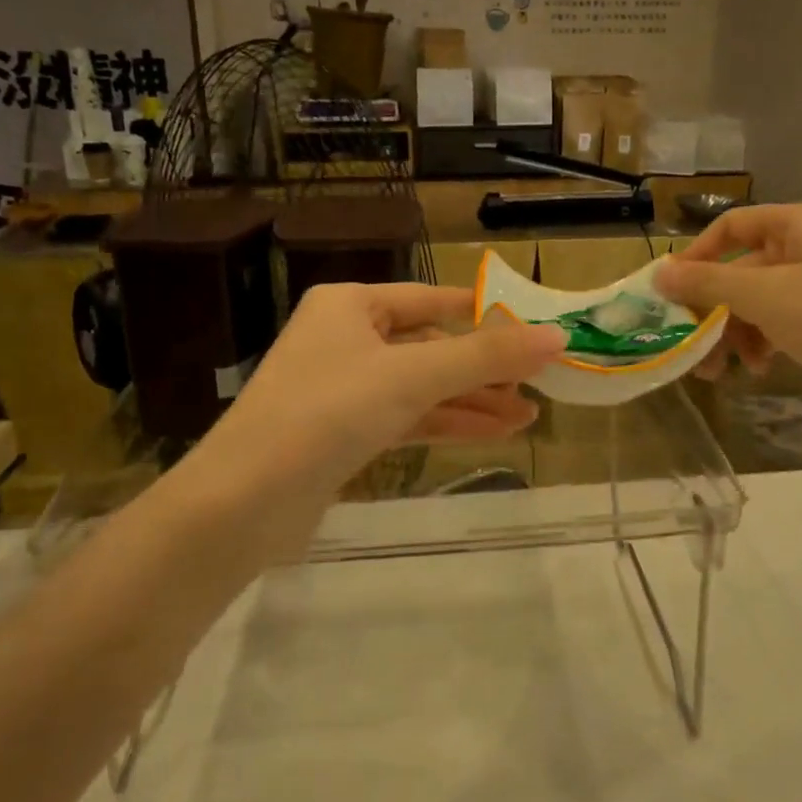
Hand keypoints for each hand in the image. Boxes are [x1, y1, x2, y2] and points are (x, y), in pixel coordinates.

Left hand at [194, 282, 565, 494]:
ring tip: (529, 417)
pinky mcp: (344, 435)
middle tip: (539, 385)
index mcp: (351, 305)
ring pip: (422, 388)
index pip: (432, 300)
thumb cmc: (327, 412)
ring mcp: (344, 389)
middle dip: (483, 369)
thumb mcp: (413, 375)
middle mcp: (346, 339)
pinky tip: (492, 435)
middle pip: (430, 347)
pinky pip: (407, 419)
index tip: (533, 330)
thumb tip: (556, 336)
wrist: (244, 501)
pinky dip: (447, 424)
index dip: (485, 315)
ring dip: (472, 402)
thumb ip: (485, 357)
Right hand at [654, 204, 801, 419]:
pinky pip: (786, 319)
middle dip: (714, 309)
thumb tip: (658, 273)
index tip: (671, 290)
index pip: (731, 226)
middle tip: (689, 343)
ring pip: (762, 299)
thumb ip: (707, 283)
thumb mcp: (763, 296)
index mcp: (798, 224)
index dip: (696, 255)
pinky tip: (759, 368)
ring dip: (735, 332)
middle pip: (744, 269)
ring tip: (718, 370)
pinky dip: (766, 340)